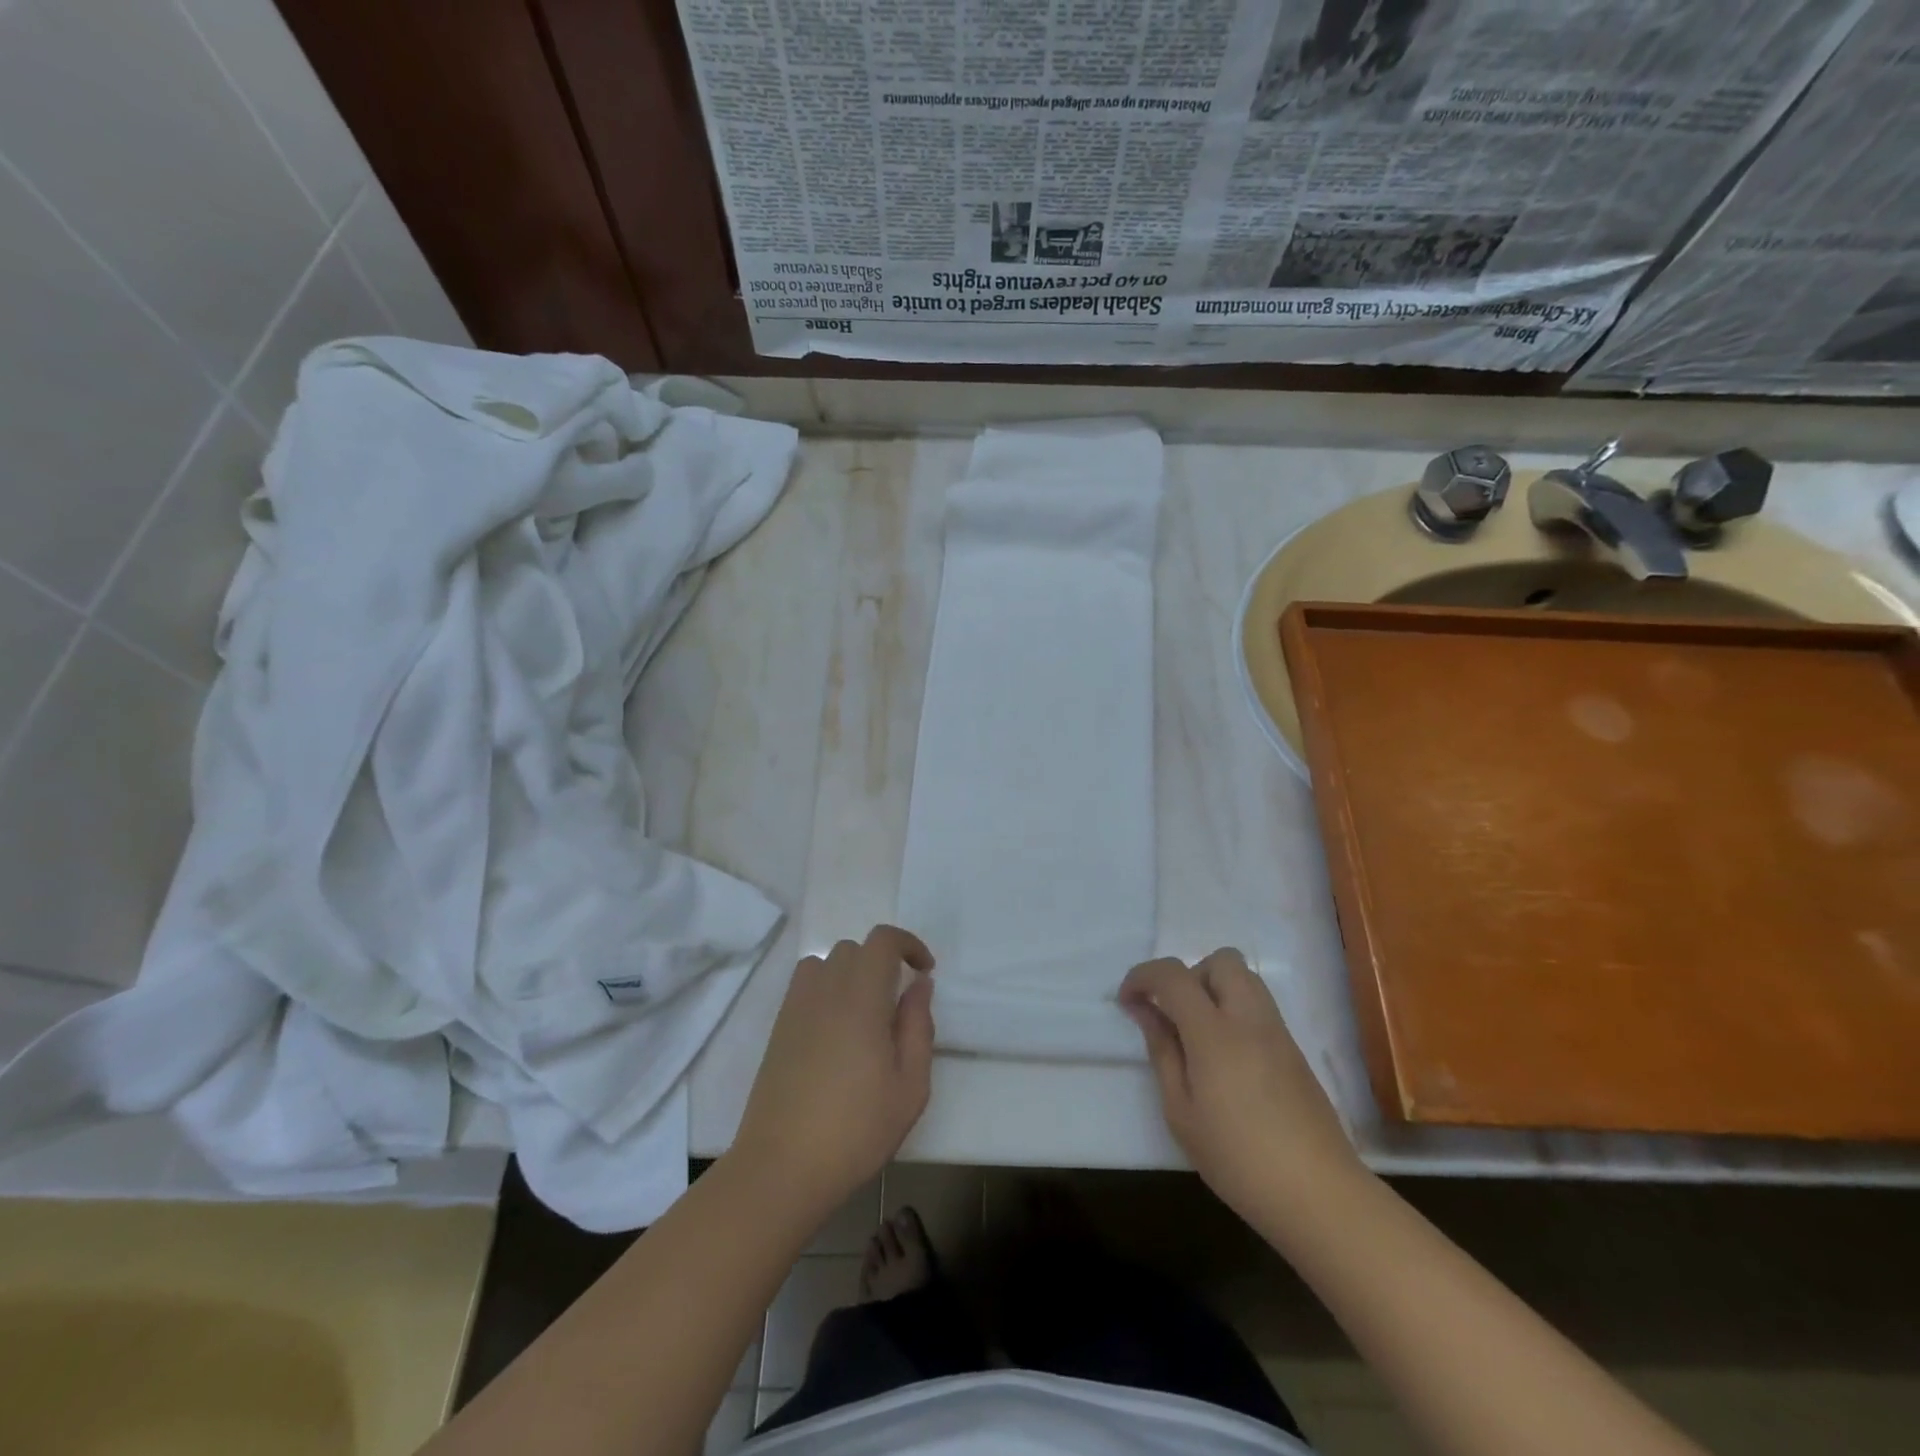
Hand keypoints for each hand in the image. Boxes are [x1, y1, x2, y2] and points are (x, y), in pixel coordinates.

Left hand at [731, 926, 935, 1217]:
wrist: (782, 1167)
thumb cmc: (856, 1129)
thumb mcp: (910, 1086)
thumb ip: (918, 1026)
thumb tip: (919, 985)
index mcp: (861, 998)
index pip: (882, 940)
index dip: (908, 944)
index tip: (925, 972)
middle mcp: (825, 990)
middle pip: (854, 948)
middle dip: (882, 962)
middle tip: (898, 1004)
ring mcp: (796, 1007)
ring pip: (826, 963)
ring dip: (851, 974)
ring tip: (866, 1014)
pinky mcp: (778, 1028)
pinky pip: (805, 986)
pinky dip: (826, 990)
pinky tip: (836, 1032)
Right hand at [1121, 950, 1360, 1218]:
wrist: (1320, 1196)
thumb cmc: (1238, 1159)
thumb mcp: (1181, 1112)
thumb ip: (1163, 1052)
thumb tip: (1146, 1010)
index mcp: (1215, 1033)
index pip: (1173, 975)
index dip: (1143, 977)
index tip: (1127, 1001)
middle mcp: (1250, 1019)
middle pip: (1220, 960)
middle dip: (1188, 975)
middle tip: (1172, 1014)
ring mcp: (1278, 1032)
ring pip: (1245, 978)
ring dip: (1214, 989)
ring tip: (1197, 1035)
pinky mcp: (1295, 1051)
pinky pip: (1259, 1006)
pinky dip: (1234, 1011)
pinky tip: (1225, 1058)